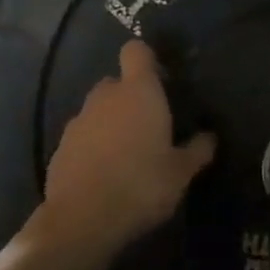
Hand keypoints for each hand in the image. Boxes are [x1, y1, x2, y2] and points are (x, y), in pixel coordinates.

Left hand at [39, 40, 216, 253]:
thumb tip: (209, 137)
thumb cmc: (142, 186)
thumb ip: (197, 150)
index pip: (136, 51)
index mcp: (139, 93)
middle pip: (117, 82)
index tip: (162, 81)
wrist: (83, 218)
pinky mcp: (60, 146)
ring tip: (128, 155)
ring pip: (98, 110)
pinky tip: (105, 174)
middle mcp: (105, 97)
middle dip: (131, 97)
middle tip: (151, 126)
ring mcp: (78, 121)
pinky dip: (93, 146)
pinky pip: (83, 136)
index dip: (148, 60)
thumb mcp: (181, 173)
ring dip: (111, 123)